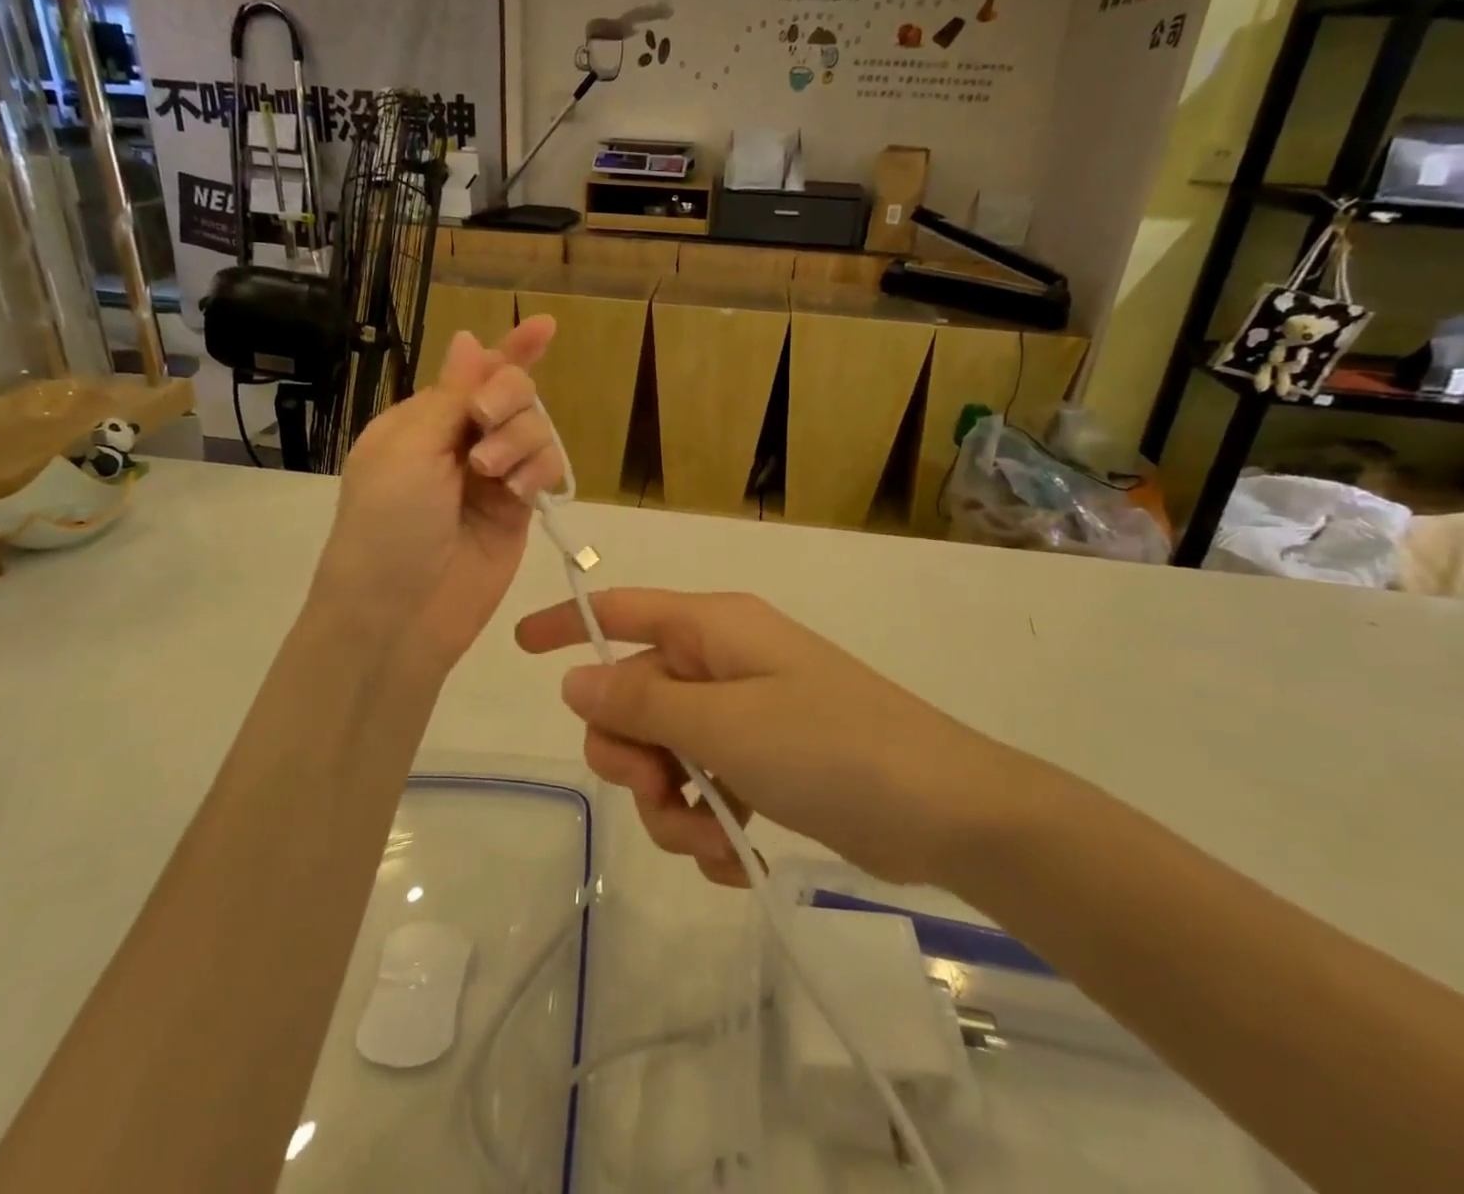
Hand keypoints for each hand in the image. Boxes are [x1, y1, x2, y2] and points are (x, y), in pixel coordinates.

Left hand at [313, 319, 566, 674]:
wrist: (399, 614)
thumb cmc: (387, 524)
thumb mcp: (409, 449)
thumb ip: (451, 395)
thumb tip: (468, 338)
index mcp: (423, 421)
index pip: (474, 372)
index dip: (510, 348)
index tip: (545, 327)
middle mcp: (461, 442)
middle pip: (512, 393)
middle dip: (508, 398)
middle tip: (485, 422)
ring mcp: (493, 477)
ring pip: (536, 429)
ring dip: (521, 440)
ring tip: (494, 476)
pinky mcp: (519, 510)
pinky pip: (547, 469)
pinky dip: (540, 471)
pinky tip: (520, 494)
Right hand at [516, 589, 1017, 887]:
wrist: (943, 811)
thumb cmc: (831, 746)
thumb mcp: (725, 724)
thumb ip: (643, 703)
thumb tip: (576, 682)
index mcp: (714, 630)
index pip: (622, 610)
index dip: (568, 625)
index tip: (520, 649)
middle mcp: (724, 664)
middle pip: (636, 697)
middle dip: (632, 754)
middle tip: (659, 790)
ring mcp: (746, 715)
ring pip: (667, 754)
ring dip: (672, 804)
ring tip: (711, 836)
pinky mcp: (766, 763)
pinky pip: (705, 786)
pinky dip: (707, 823)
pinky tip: (732, 853)